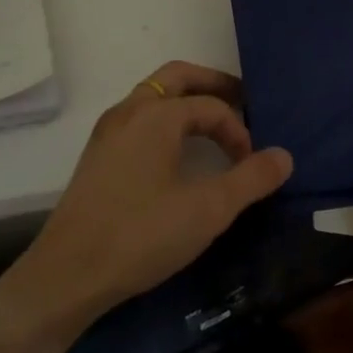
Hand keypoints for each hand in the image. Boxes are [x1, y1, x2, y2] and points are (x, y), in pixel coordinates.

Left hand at [0, 62, 292, 342]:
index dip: (239, 130)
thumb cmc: (142, 235)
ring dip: (185, 101)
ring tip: (212, 127)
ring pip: (153, 96)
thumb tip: (284, 156)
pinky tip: (175, 154)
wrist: (67, 274)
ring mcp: (108, 132)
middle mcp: (129, 111)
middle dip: (211, 84)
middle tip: (240, 101)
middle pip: (177, 77)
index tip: (251, 165)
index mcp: (156, 115)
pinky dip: (165, 120)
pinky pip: (138, 118)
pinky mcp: (97, 156)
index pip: (211, 106)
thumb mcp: (208, 210)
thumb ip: (250, 179)